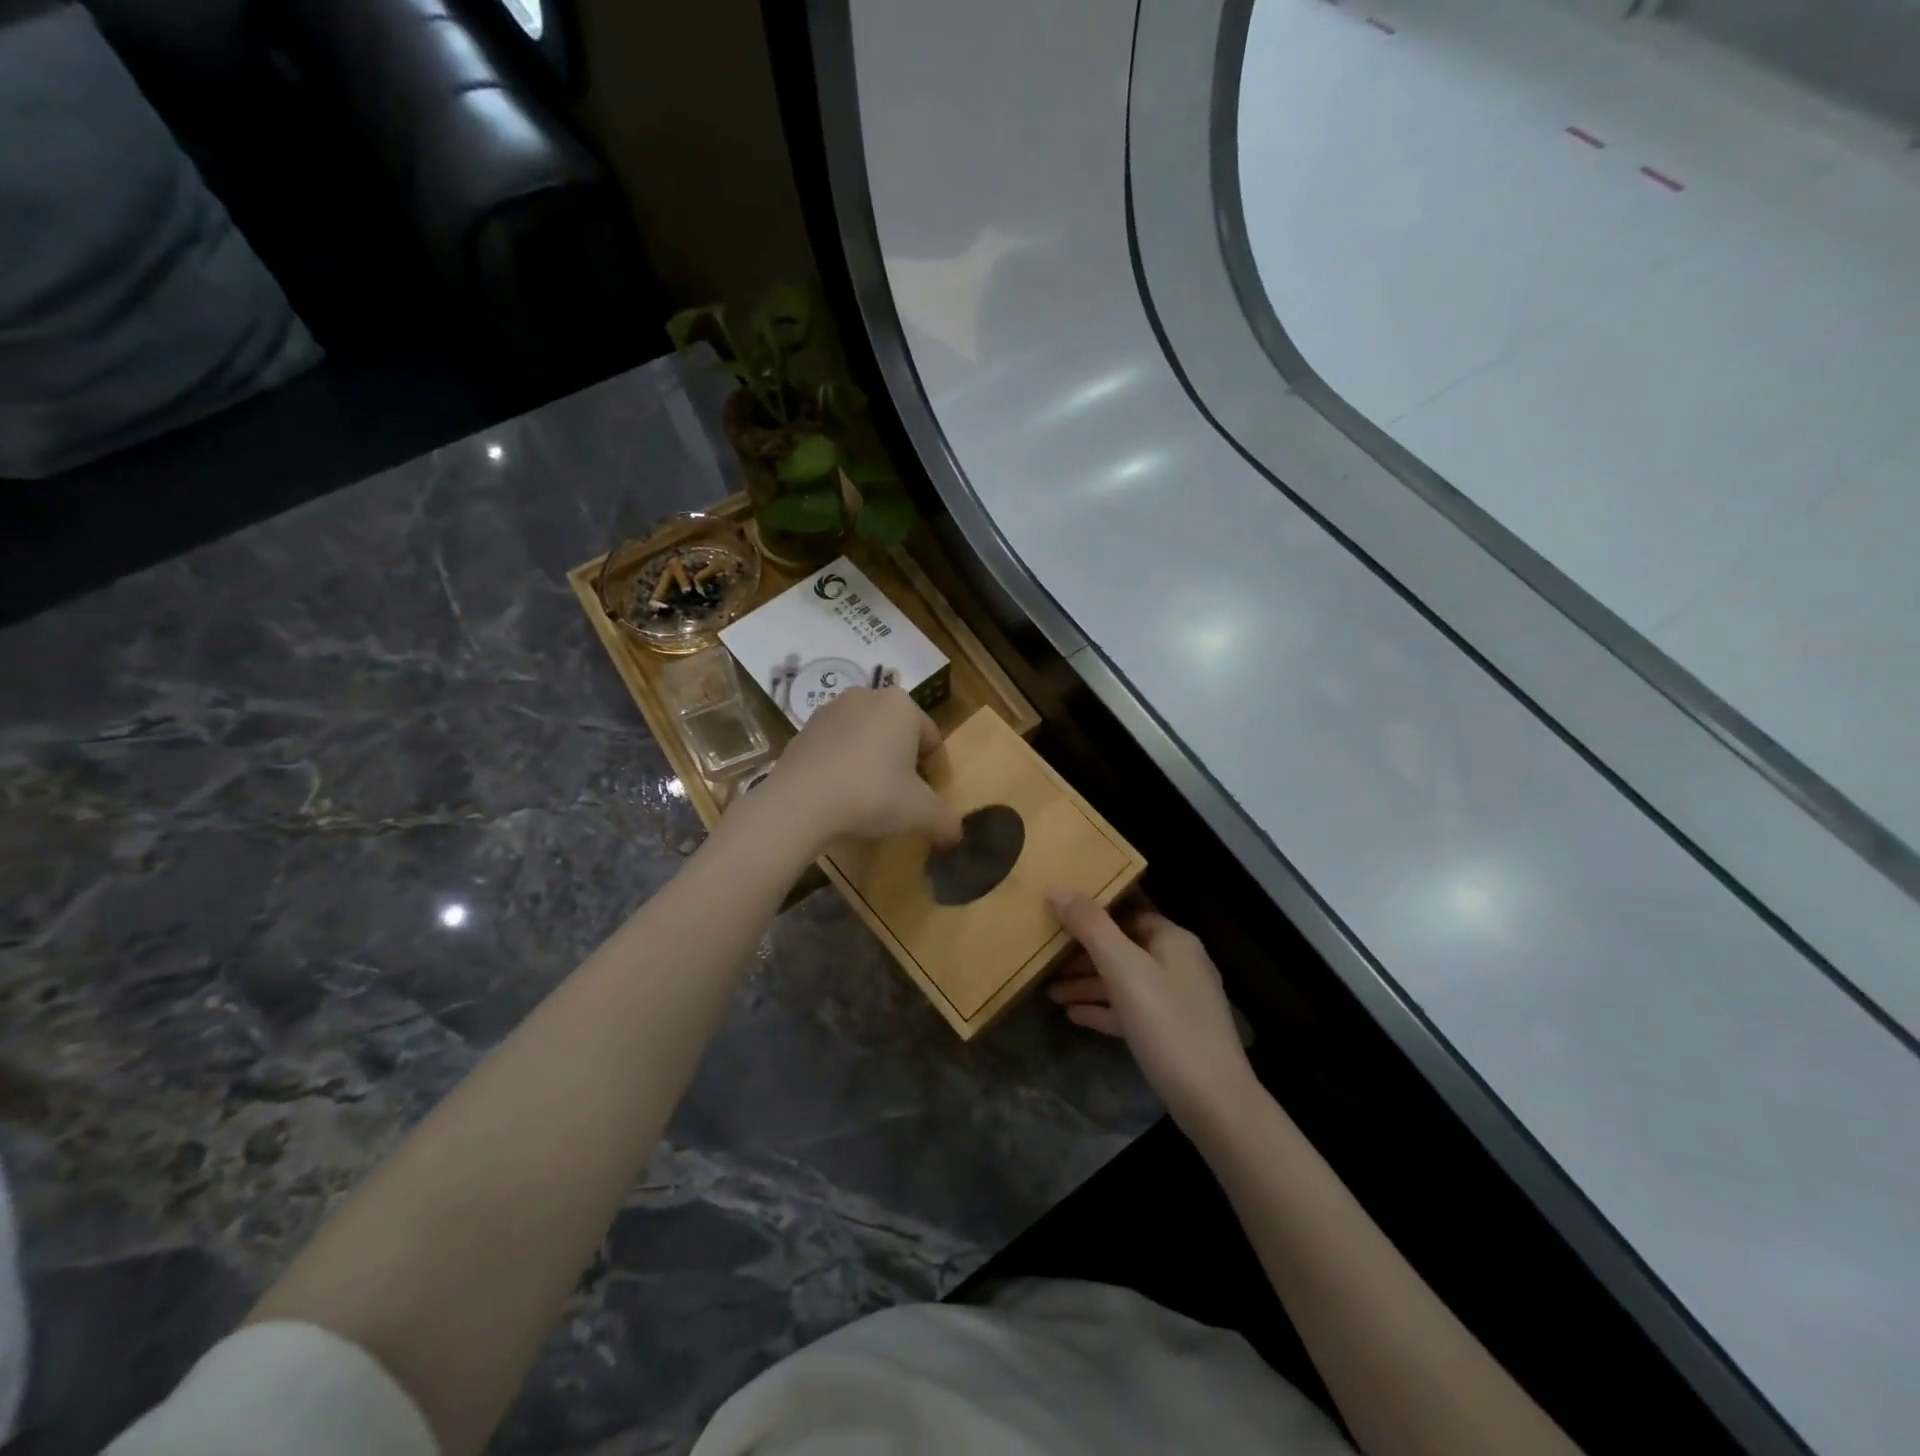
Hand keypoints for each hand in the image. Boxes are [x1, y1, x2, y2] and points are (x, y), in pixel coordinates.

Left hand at [759, 688, 963, 852]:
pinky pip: (836, 748)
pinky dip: (842, 766)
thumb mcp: (921, 813)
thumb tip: (955, 835)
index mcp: (902, 705)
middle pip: (898, 735)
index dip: (933, 773)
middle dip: (901, 765)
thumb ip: (946, 821)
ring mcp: (830, 710)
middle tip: (898, 800)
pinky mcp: (803, 729)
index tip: (924, 800)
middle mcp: (867, 696)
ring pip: (865, 739)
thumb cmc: (871, 795)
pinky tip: (838, 795)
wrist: (799, 803)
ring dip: (871, 764)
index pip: (931, 740)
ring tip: (866, 799)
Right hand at [1047, 892, 1254, 1126]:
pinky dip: (1103, 1009)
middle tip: (1046, 962)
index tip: (1056, 920)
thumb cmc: (1167, 1024)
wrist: (1213, 1102)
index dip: (1092, 915)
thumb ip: (1091, 926)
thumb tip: (1058, 888)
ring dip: (1088, 985)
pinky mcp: (1172, 1033)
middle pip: (1123, 949)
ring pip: (1124, 982)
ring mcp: (1178, 1001)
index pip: (1127, 913)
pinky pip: (1130, 1011)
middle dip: (1083, 956)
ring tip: (1050, 993)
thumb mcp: (1124, 969)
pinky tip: (1074, 1016)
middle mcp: (1179, 963)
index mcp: (1173, 940)